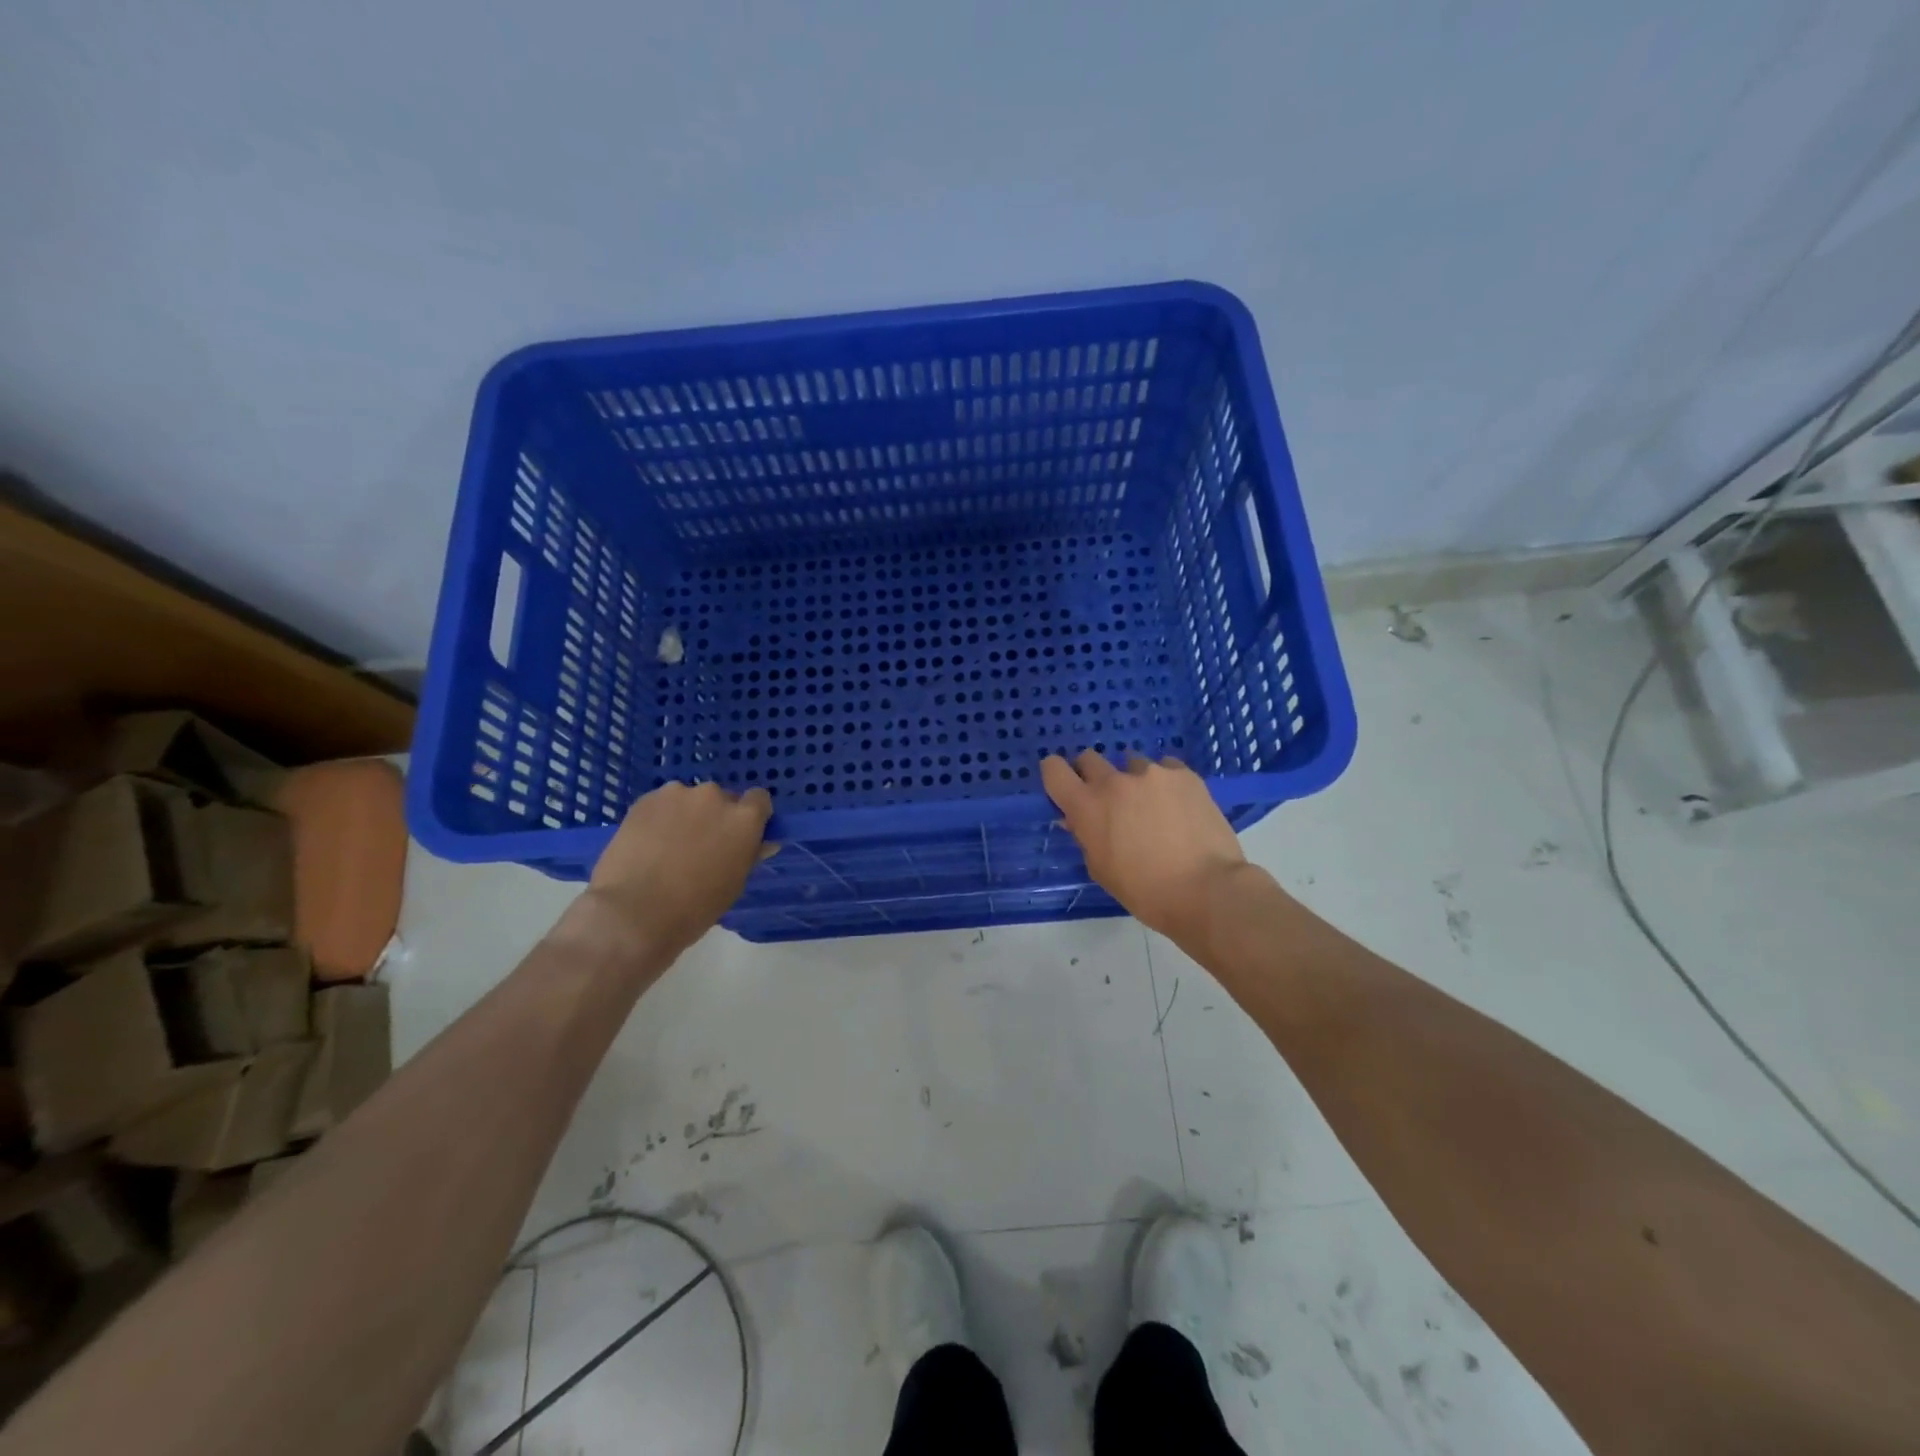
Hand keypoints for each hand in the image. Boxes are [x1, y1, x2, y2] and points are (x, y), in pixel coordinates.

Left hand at [587, 781, 772, 955]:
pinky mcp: (645, 799)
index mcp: (744, 818)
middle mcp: (715, 796)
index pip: (759, 799)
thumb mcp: (734, 884)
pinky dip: (660, 818)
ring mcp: (678, 794)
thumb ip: (750, 855)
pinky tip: (647, 844)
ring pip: (689, 800)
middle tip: (701, 846)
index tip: (741, 835)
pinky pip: (661, 804)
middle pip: (722, 799)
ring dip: (686, 815)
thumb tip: (763, 842)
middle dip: (715, 817)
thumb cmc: (695, 907)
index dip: (752, 816)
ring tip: (668, 846)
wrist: (634, 912)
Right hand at [1041, 752, 1249, 941]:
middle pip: (1089, 758)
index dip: (1055, 774)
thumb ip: (1086, 836)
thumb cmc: (1145, 891)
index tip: (1065, 786)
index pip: (1054, 770)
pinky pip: (1166, 768)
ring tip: (1153, 807)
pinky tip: (1178, 806)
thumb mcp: (1101, 869)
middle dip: (1092, 775)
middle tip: (1109, 801)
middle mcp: (1115, 781)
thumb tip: (1078, 819)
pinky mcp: (1184, 774)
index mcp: (1087, 807)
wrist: (1206, 890)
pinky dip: (1165, 783)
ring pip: (1131, 763)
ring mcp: (1152, 773)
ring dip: (1134, 781)